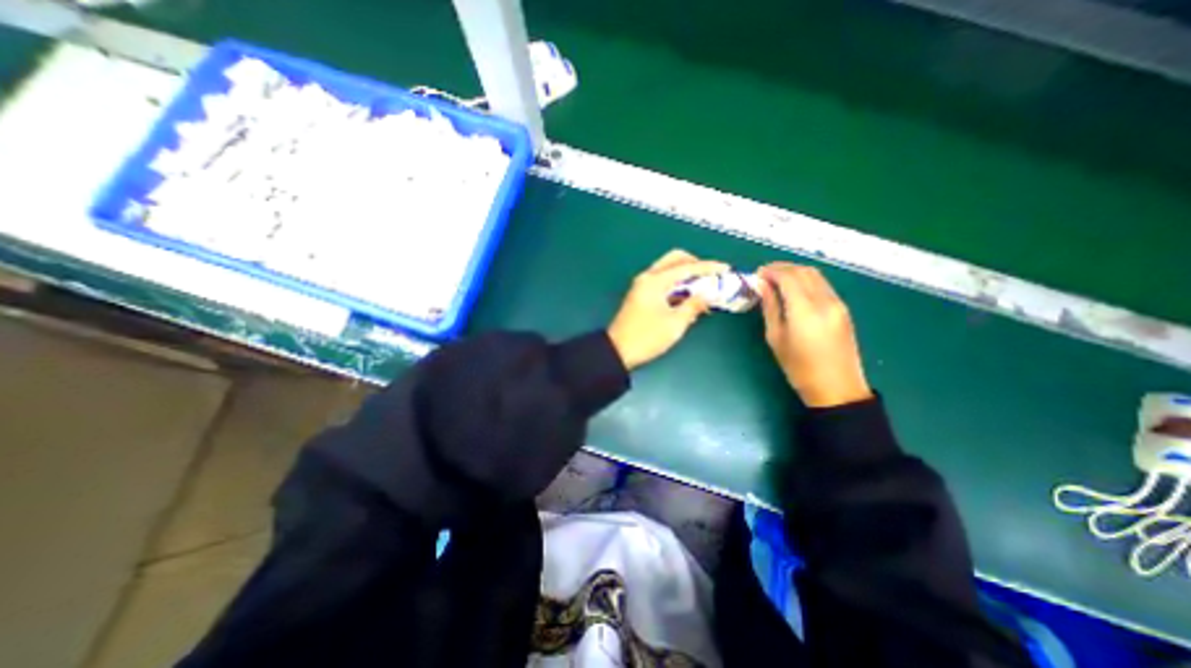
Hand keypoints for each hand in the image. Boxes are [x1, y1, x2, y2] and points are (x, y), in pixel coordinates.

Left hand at [608, 248, 729, 369]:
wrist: (618, 352)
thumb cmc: (647, 337)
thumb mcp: (675, 323)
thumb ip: (694, 305)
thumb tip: (708, 294)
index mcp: (654, 281)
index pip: (686, 267)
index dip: (708, 267)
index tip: (726, 269)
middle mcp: (647, 278)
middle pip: (675, 260)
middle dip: (695, 265)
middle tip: (711, 277)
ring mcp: (642, 286)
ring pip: (668, 271)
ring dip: (686, 276)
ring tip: (703, 290)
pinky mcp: (641, 296)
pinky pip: (663, 283)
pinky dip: (677, 286)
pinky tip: (688, 299)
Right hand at [758, 262, 871, 405]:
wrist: (836, 388)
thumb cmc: (799, 367)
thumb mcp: (776, 337)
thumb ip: (770, 307)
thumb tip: (762, 286)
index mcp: (806, 309)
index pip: (788, 277)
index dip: (771, 271)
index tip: (757, 274)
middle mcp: (825, 301)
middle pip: (804, 271)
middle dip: (782, 268)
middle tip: (764, 275)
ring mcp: (838, 304)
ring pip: (816, 275)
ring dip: (795, 272)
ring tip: (777, 280)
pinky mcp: (843, 309)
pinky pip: (823, 285)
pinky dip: (806, 281)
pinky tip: (794, 291)